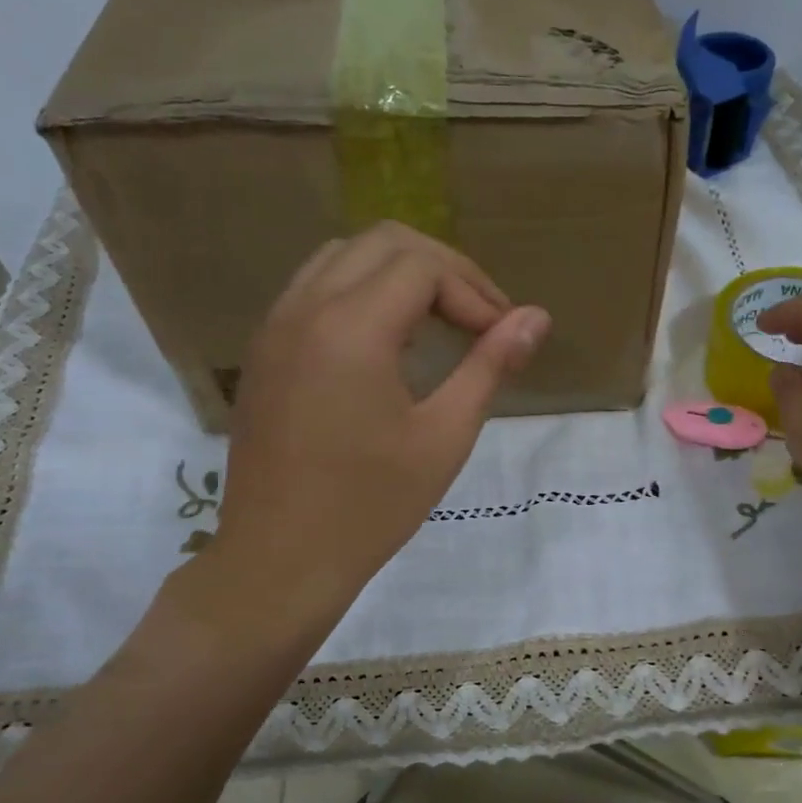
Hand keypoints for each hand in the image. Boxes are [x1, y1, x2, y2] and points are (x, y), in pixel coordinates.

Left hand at [162, 222, 548, 643]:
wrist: (280, 560)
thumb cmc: (371, 506)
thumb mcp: (444, 437)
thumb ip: (490, 366)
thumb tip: (537, 317)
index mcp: (352, 328)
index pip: (424, 267)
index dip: (475, 291)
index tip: (503, 336)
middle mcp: (306, 308)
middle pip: (384, 242)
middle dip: (443, 270)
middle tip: (482, 318)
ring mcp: (276, 326)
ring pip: (344, 256)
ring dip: (400, 274)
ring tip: (439, 323)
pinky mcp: (264, 351)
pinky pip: (315, 287)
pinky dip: (360, 291)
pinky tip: (387, 342)